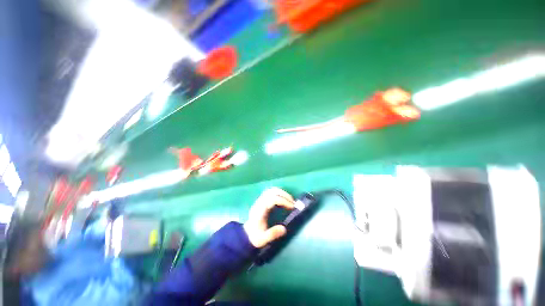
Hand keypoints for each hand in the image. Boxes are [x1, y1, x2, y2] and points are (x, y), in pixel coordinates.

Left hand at [244, 188, 294, 247]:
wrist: (246, 234)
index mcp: (259, 210)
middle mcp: (259, 203)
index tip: (291, 207)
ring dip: (282, 193)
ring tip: (290, 200)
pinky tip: (284, 199)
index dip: (283, 201)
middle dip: (284, 195)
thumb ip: (272, 234)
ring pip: (271, 190)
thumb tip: (284, 229)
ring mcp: (260, 200)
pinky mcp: (261, 200)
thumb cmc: (255, 236)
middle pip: (272, 192)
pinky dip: (279, 193)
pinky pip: (270, 192)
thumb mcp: (262, 239)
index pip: (272, 199)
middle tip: (293, 202)